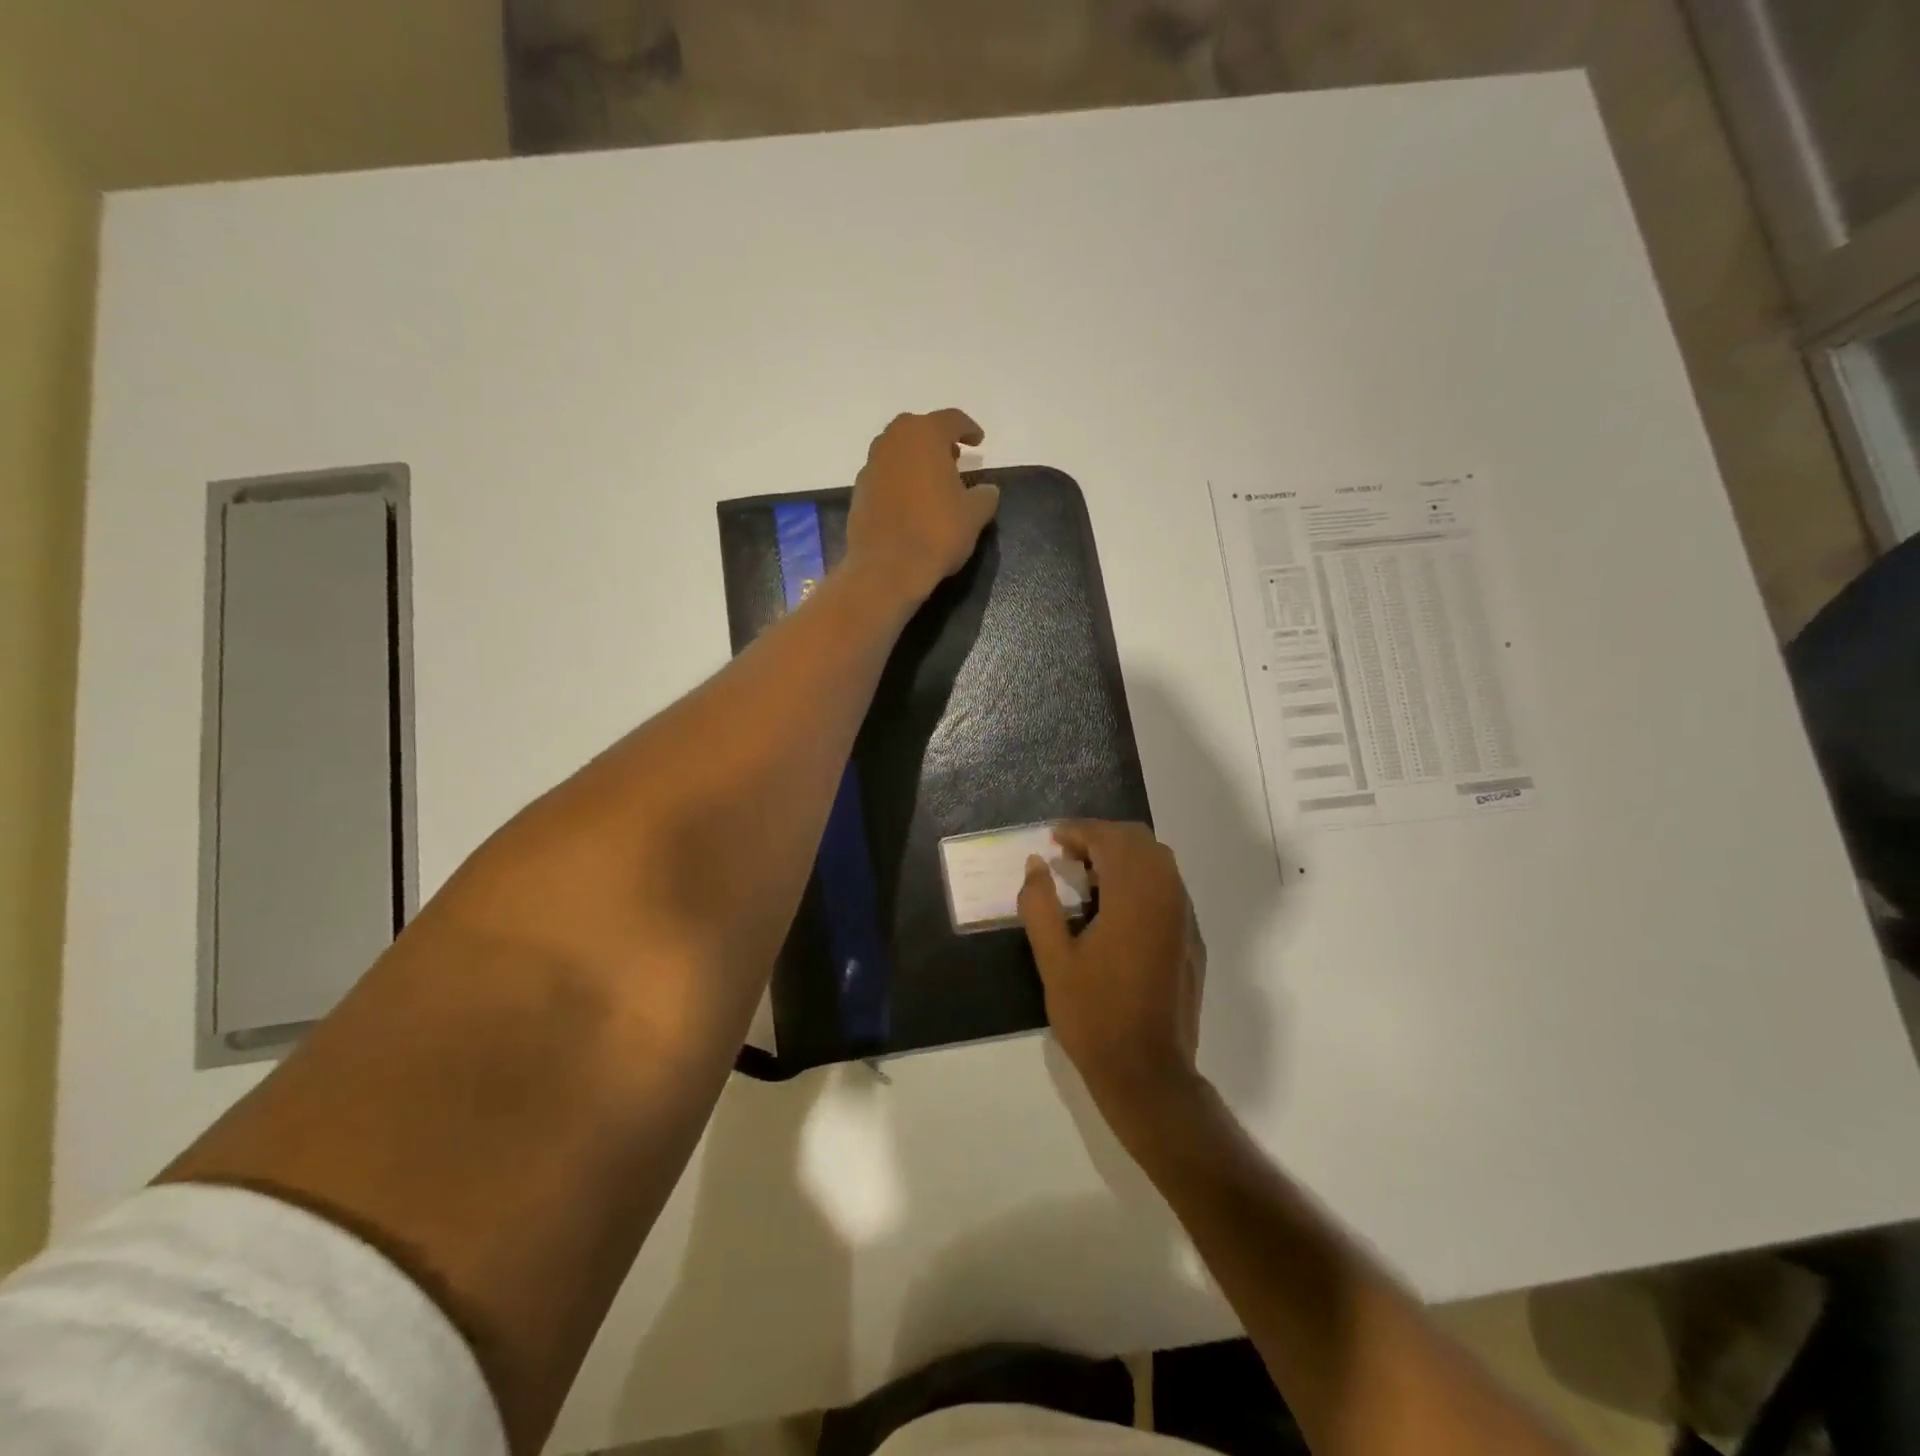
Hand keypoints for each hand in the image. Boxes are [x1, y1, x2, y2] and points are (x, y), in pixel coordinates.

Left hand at [845, 409, 998, 606]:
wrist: (886, 568)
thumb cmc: (936, 533)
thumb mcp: (974, 515)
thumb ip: (985, 496)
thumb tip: (988, 490)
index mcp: (924, 435)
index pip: (951, 420)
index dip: (968, 429)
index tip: (978, 441)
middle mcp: (893, 441)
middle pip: (918, 429)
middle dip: (937, 440)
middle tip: (954, 458)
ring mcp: (871, 465)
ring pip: (897, 450)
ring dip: (915, 458)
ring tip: (932, 480)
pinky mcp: (859, 490)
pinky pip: (884, 474)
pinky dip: (899, 479)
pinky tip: (911, 500)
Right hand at [1018, 821, 1207, 1135]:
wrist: (1148, 1073)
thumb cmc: (1094, 1016)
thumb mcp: (1053, 960)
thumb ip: (1040, 905)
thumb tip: (1036, 864)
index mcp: (1134, 898)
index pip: (1111, 839)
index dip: (1080, 831)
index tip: (1053, 839)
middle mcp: (1167, 898)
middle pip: (1141, 842)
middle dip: (1103, 837)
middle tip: (1069, 856)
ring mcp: (1185, 919)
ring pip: (1160, 863)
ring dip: (1125, 857)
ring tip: (1089, 879)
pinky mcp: (1192, 940)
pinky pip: (1169, 889)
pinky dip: (1142, 879)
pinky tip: (1116, 909)